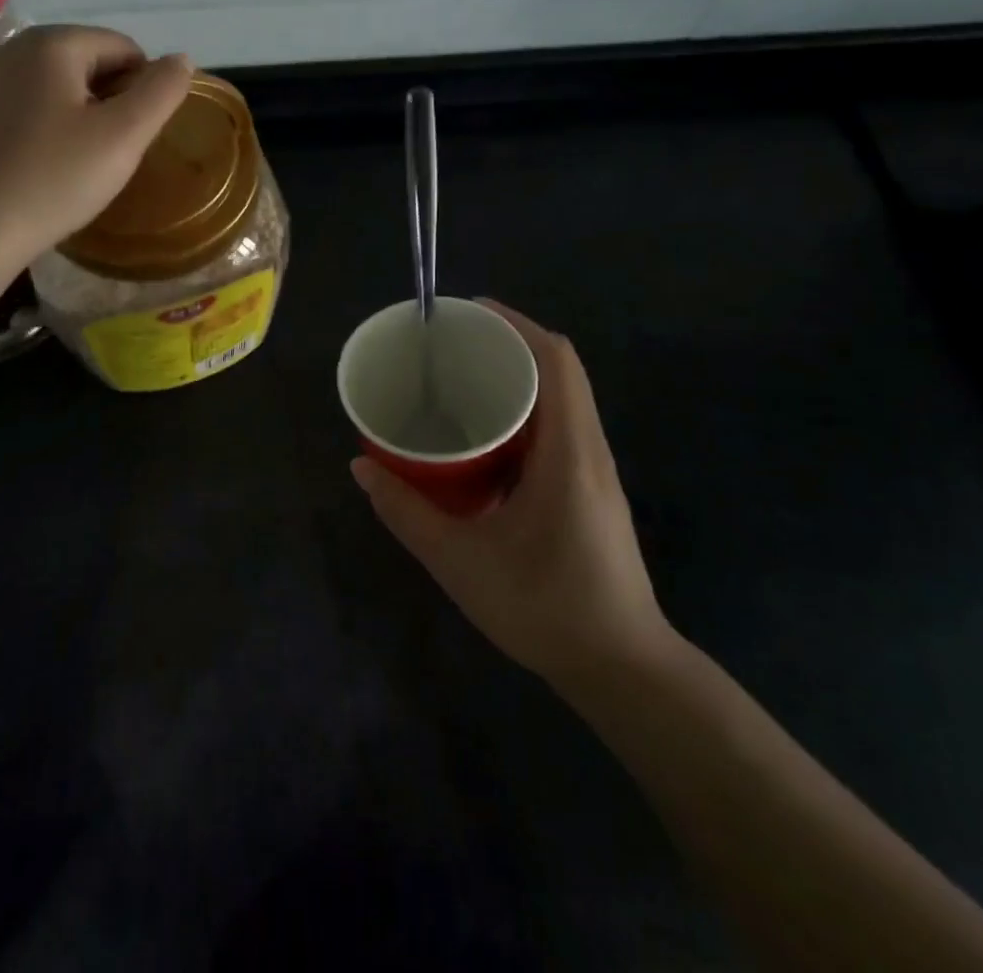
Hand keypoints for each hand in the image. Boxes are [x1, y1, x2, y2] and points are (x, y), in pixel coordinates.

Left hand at [0, 25, 191, 274]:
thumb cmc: (54, 180)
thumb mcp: (123, 136)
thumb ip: (161, 92)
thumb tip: (181, 60)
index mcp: (52, 43)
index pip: (123, 48)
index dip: (143, 90)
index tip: (135, 136)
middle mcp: (12, 48)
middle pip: (88, 62)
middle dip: (110, 101)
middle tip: (112, 153)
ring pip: (57, 87)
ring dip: (81, 116)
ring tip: (81, 163)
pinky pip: (28, 107)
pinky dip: (48, 127)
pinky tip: (47, 166)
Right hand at [351, 301, 675, 700]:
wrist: (621, 669)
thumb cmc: (545, 609)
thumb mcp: (460, 562)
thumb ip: (406, 511)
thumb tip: (361, 465)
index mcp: (568, 453)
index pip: (556, 361)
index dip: (516, 324)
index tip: (468, 312)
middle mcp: (589, 450)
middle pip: (559, 370)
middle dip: (508, 344)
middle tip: (451, 345)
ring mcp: (594, 470)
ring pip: (560, 398)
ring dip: (516, 376)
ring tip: (460, 378)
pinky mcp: (589, 489)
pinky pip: (557, 426)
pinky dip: (522, 410)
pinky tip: (482, 433)